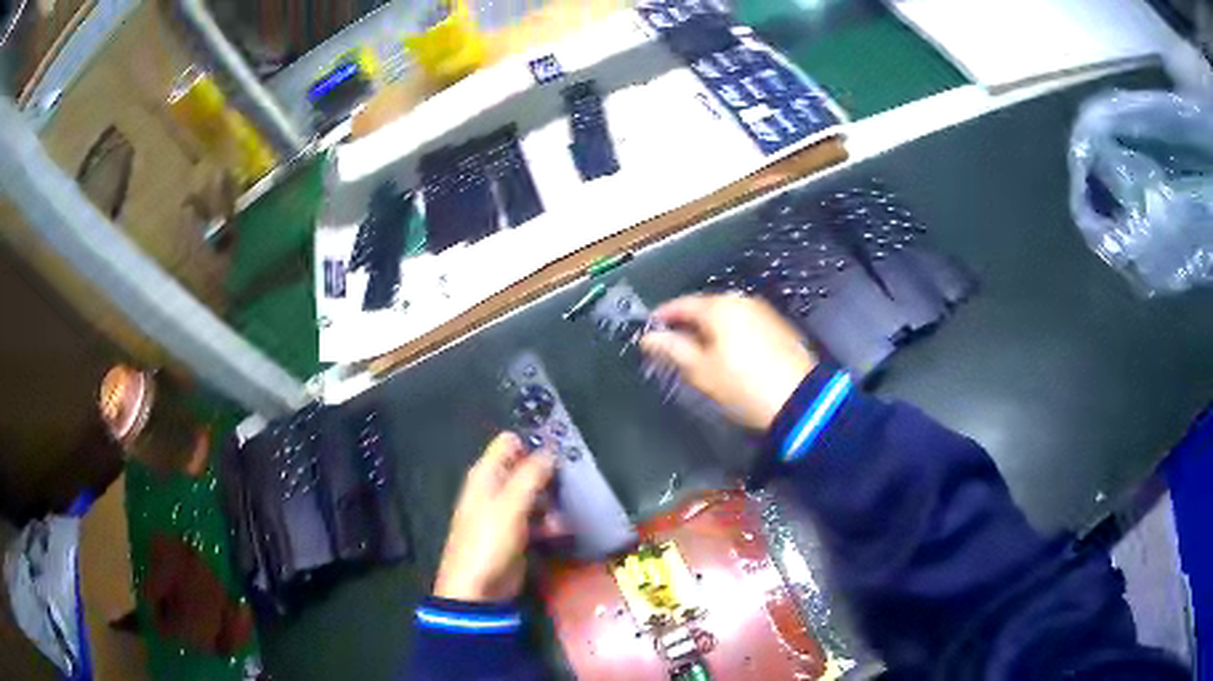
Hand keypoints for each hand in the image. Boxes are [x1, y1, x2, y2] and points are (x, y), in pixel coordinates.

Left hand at [433, 433, 556, 601]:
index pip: (509, 443)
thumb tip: (550, 451)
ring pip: (536, 495)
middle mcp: (495, 489)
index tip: (561, 450)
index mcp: (486, 475)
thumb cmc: (489, 541)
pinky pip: (539, 519)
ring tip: (567, 512)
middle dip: (549, 475)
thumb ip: (531, 475)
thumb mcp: (511, 504)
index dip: (533, 444)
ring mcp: (506, 513)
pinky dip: (550, 523)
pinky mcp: (518, 534)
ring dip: (553, 502)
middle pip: (526, 469)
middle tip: (573, 481)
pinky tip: (561, 531)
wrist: (478, 588)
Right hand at [640, 294, 816, 430]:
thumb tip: (649, 338)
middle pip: (705, 308)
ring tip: (697, 354)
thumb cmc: (744, 385)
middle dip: (686, 324)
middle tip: (670, 346)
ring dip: (709, 330)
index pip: (682, 304)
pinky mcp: (778, 327)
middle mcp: (742, 301)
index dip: (662, 317)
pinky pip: (745, 324)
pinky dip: (730, 335)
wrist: (799, 401)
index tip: (649, 331)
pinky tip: (726, 355)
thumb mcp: (701, 371)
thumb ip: (672, 349)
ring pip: (726, 316)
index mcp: (719, 307)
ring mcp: (763, 312)